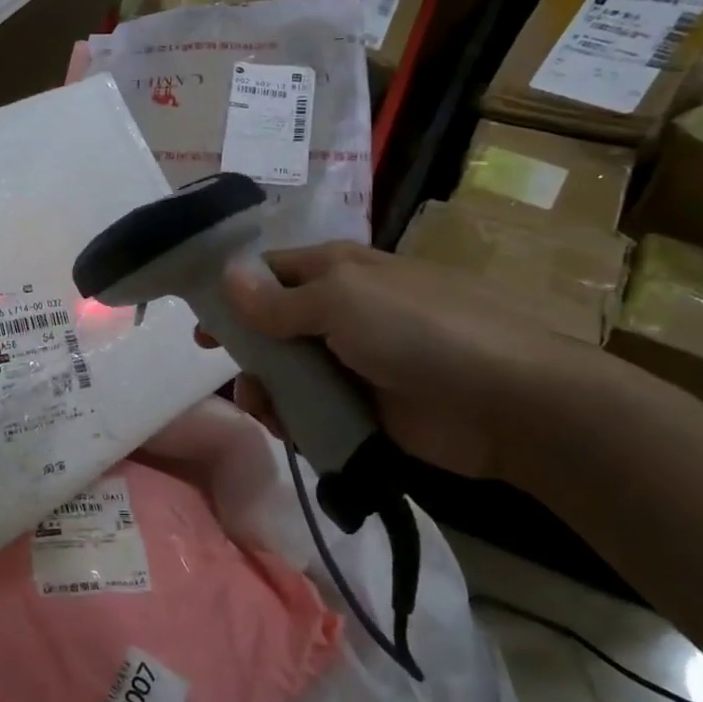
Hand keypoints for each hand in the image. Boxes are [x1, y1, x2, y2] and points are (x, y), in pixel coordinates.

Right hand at [208, 242, 596, 481]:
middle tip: (233, 375)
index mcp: (336, 270)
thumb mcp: (342, 301)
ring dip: (268, 390)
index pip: (268, 272)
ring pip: (288, 373)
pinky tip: (291, 430)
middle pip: (271, 326)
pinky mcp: (364, 406)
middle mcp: (340, 310)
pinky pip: (313, 409)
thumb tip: (226, 278)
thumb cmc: (418, 331)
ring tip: (266, 411)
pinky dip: (295, 419)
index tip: (197, 321)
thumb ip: (279, 299)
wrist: (505, 401)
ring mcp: (353, 360)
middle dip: (247, 351)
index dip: (230, 291)